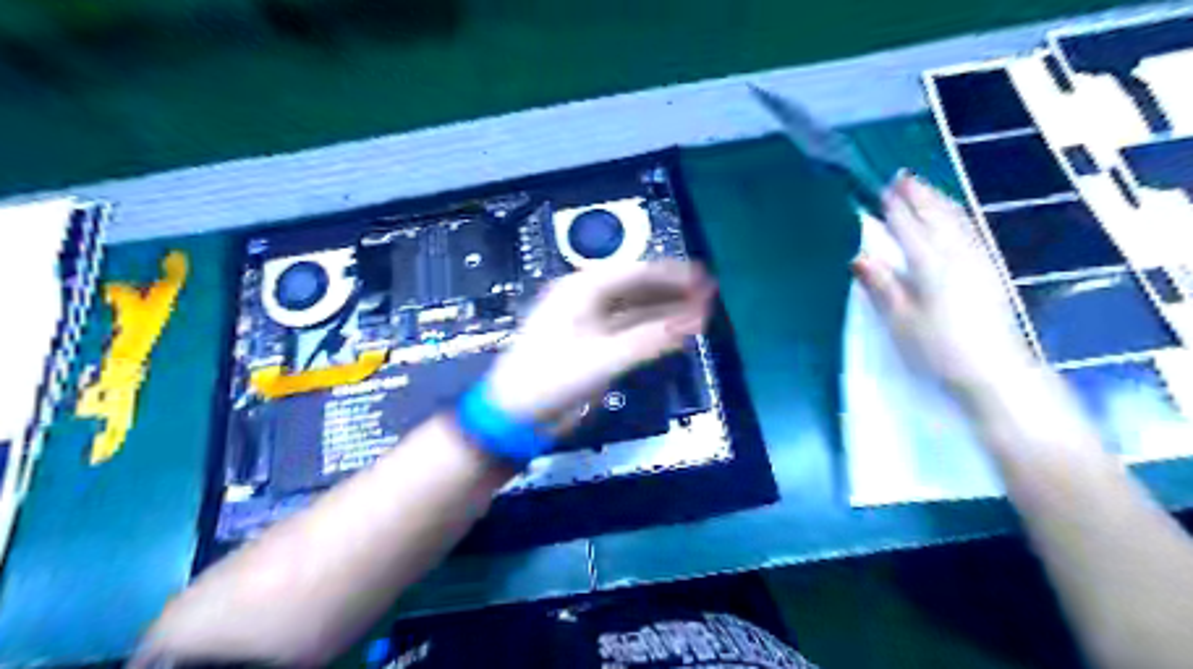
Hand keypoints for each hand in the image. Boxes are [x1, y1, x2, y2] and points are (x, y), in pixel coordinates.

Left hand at [483, 259, 710, 422]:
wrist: (514, 415)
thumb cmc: (550, 379)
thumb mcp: (602, 358)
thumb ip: (650, 339)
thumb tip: (694, 321)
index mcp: (580, 290)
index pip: (633, 273)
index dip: (670, 275)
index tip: (703, 278)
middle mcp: (585, 300)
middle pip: (636, 288)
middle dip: (671, 292)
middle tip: (707, 295)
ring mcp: (589, 323)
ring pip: (634, 310)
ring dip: (664, 311)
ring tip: (699, 312)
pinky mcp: (593, 345)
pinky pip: (628, 330)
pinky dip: (651, 331)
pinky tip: (673, 333)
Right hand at [852, 175, 1041, 398]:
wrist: (995, 372)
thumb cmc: (939, 350)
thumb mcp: (901, 322)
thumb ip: (882, 286)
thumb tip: (860, 256)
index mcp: (930, 267)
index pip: (908, 229)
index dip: (895, 209)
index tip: (883, 189)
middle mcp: (956, 256)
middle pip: (935, 217)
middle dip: (918, 196)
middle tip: (902, 177)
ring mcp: (978, 261)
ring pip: (956, 221)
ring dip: (938, 201)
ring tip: (925, 188)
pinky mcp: (990, 271)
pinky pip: (970, 231)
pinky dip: (957, 216)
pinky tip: (954, 216)